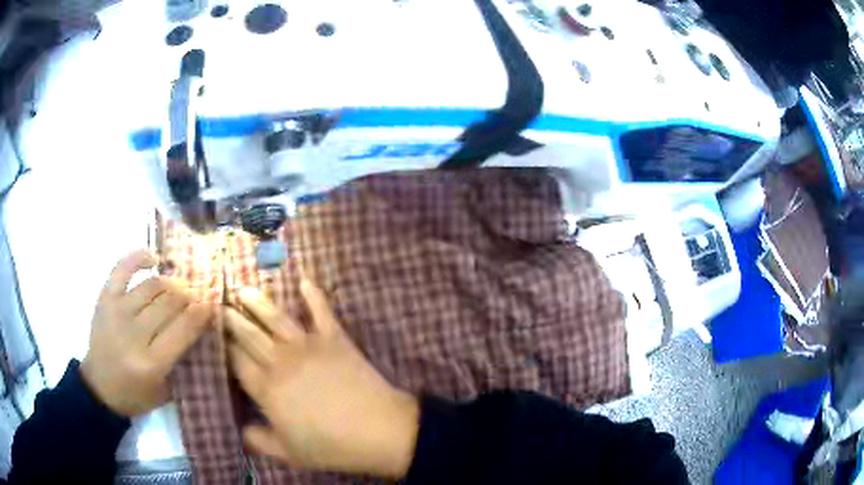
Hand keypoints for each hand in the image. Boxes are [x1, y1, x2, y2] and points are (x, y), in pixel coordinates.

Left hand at [80, 250, 212, 416]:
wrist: (99, 388)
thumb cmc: (136, 394)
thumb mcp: (166, 391)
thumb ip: (182, 361)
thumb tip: (199, 327)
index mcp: (151, 363)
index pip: (183, 329)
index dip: (202, 313)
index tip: (213, 305)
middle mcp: (133, 334)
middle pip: (169, 303)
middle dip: (189, 296)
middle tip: (198, 296)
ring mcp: (117, 312)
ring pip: (152, 285)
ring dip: (172, 283)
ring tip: (180, 286)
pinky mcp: (105, 299)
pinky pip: (122, 269)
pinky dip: (139, 258)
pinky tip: (154, 259)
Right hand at [225, 280, 419, 478]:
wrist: (379, 431)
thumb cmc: (331, 446)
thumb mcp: (289, 454)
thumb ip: (259, 441)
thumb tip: (240, 429)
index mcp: (268, 389)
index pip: (237, 361)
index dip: (224, 346)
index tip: (212, 331)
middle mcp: (282, 361)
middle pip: (250, 335)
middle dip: (231, 318)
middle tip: (217, 302)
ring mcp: (309, 346)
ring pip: (276, 318)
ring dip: (258, 301)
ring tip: (243, 288)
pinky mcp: (335, 339)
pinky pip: (321, 312)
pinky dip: (313, 295)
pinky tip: (304, 279)